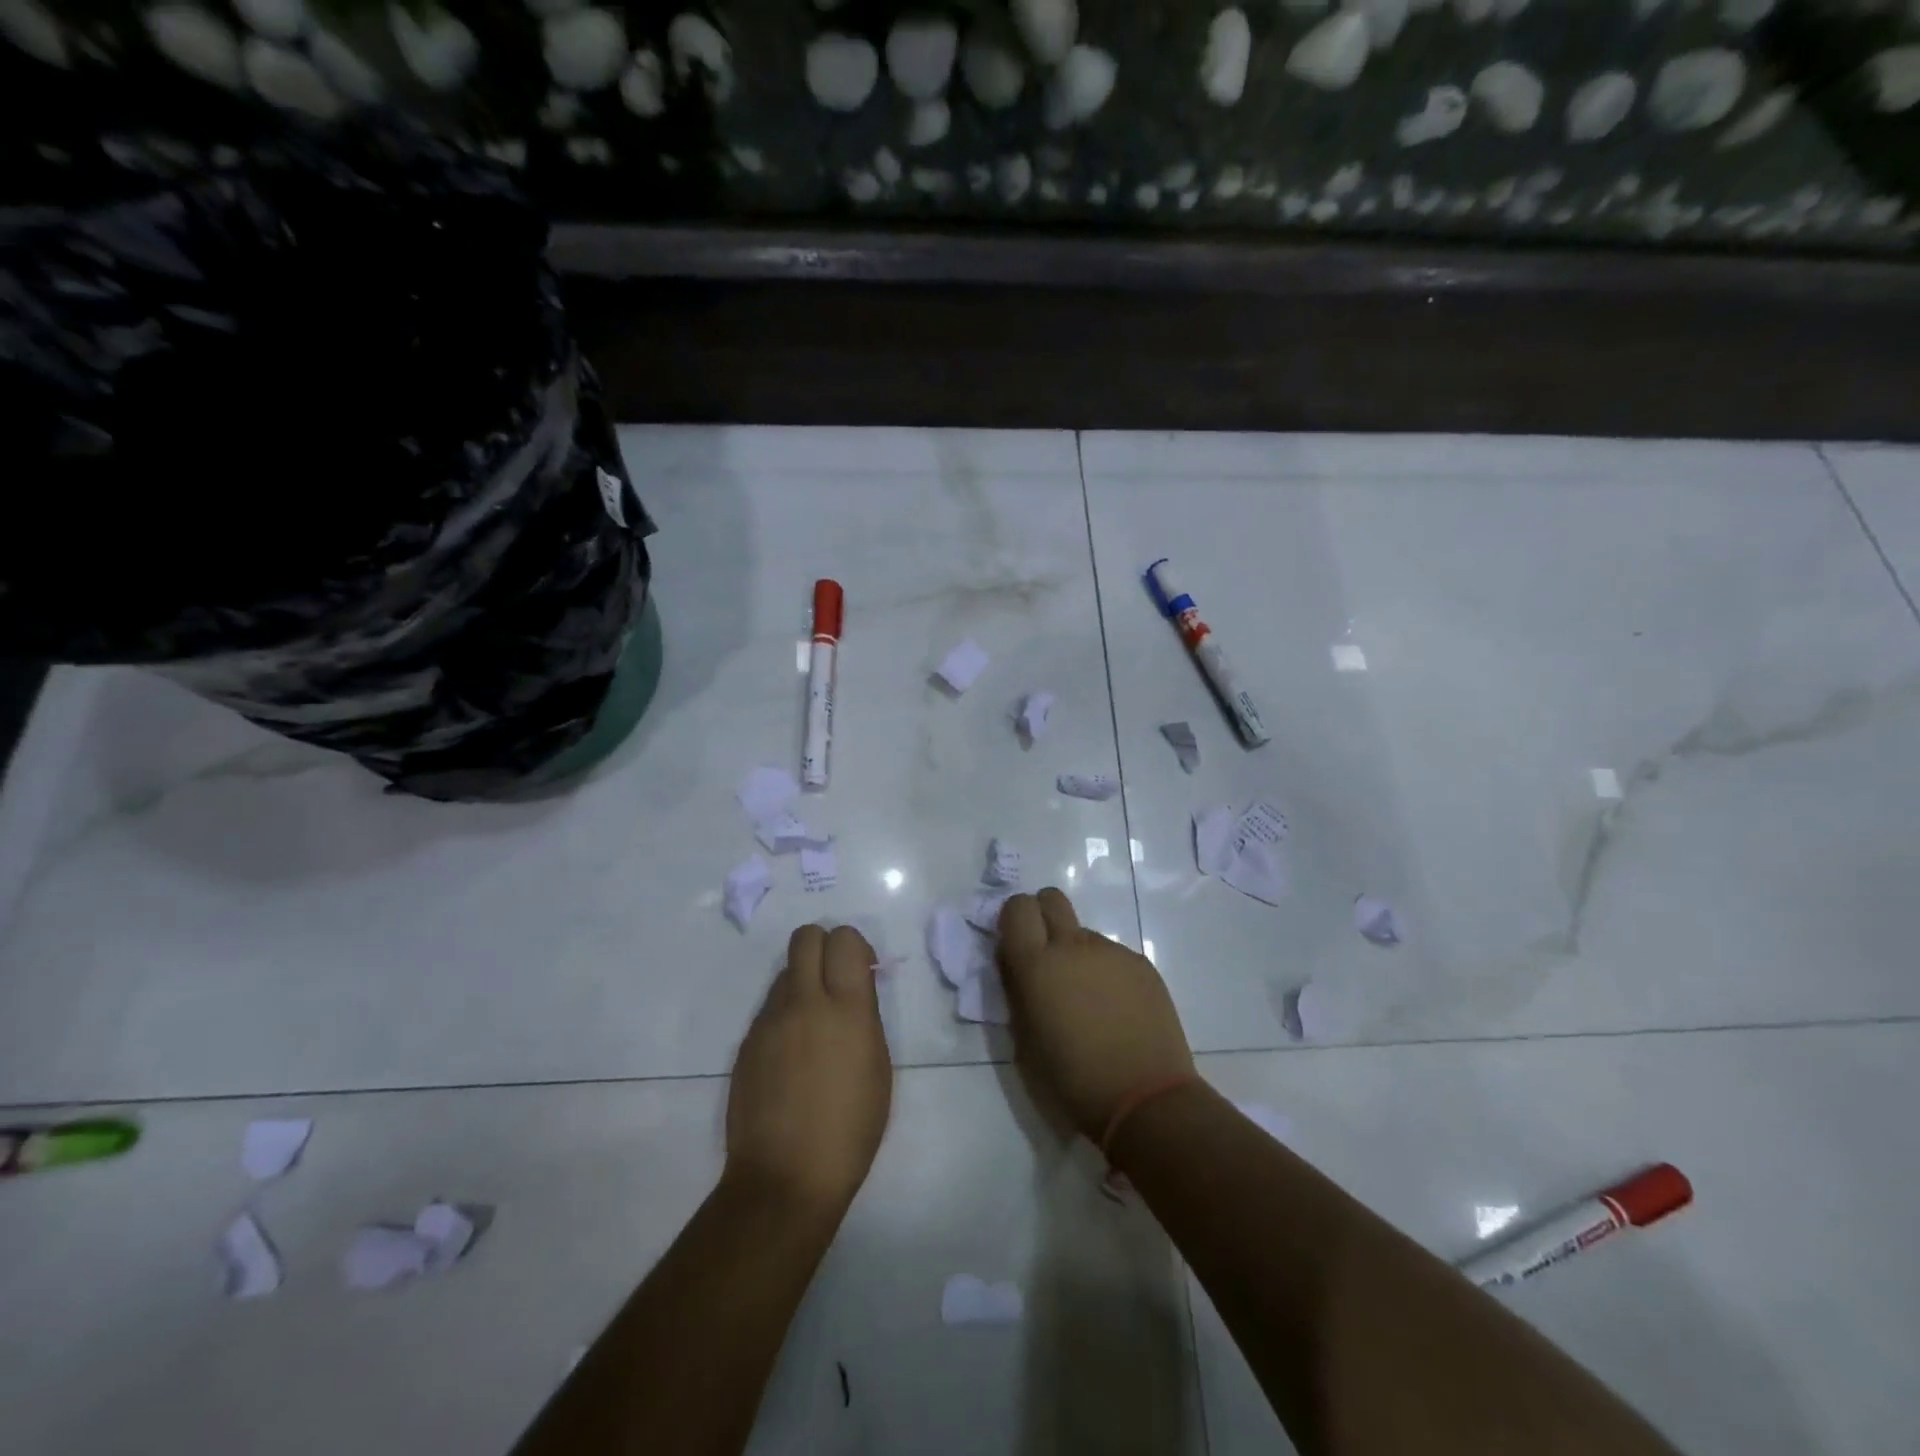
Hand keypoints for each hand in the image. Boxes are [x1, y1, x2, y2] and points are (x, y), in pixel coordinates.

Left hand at [724, 925, 892, 1219]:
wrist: (785, 1178)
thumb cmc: (849, 1130)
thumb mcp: (877, 1068)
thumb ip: (865, 1016)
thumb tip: (855, 989)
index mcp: (845, 1009)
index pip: (843, 938)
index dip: (854, 946)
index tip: (861, 971)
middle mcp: (804, 1003)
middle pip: (805, 937)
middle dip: (823, 946)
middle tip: (835, 980)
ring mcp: (769, 1021)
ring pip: (785, 972)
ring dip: (803, 983)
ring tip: (813, 1027)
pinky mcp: (746, 1042)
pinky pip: (769, 1008)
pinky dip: (784, 1015)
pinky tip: (792, 1057)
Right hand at [997, 888, 1195, 1141]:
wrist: (1145, 1099)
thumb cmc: (1072, 1081)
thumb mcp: (1024, 1042)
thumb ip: (1017, 992)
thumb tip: (1016, 966)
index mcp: (1037, 965)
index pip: (1017, 907)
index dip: (1014, 919)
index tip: (1016, 944)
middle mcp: (1073, 946)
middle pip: (1052, 899)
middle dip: (1043, 916)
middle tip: (1047, 956)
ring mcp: (1112, 952)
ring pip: (1084, 934)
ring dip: (1078, 955)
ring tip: (1090, 1002)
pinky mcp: (1142, 964)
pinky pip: (1112, 955)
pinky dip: (1106, 973)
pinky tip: (1117, 1011)